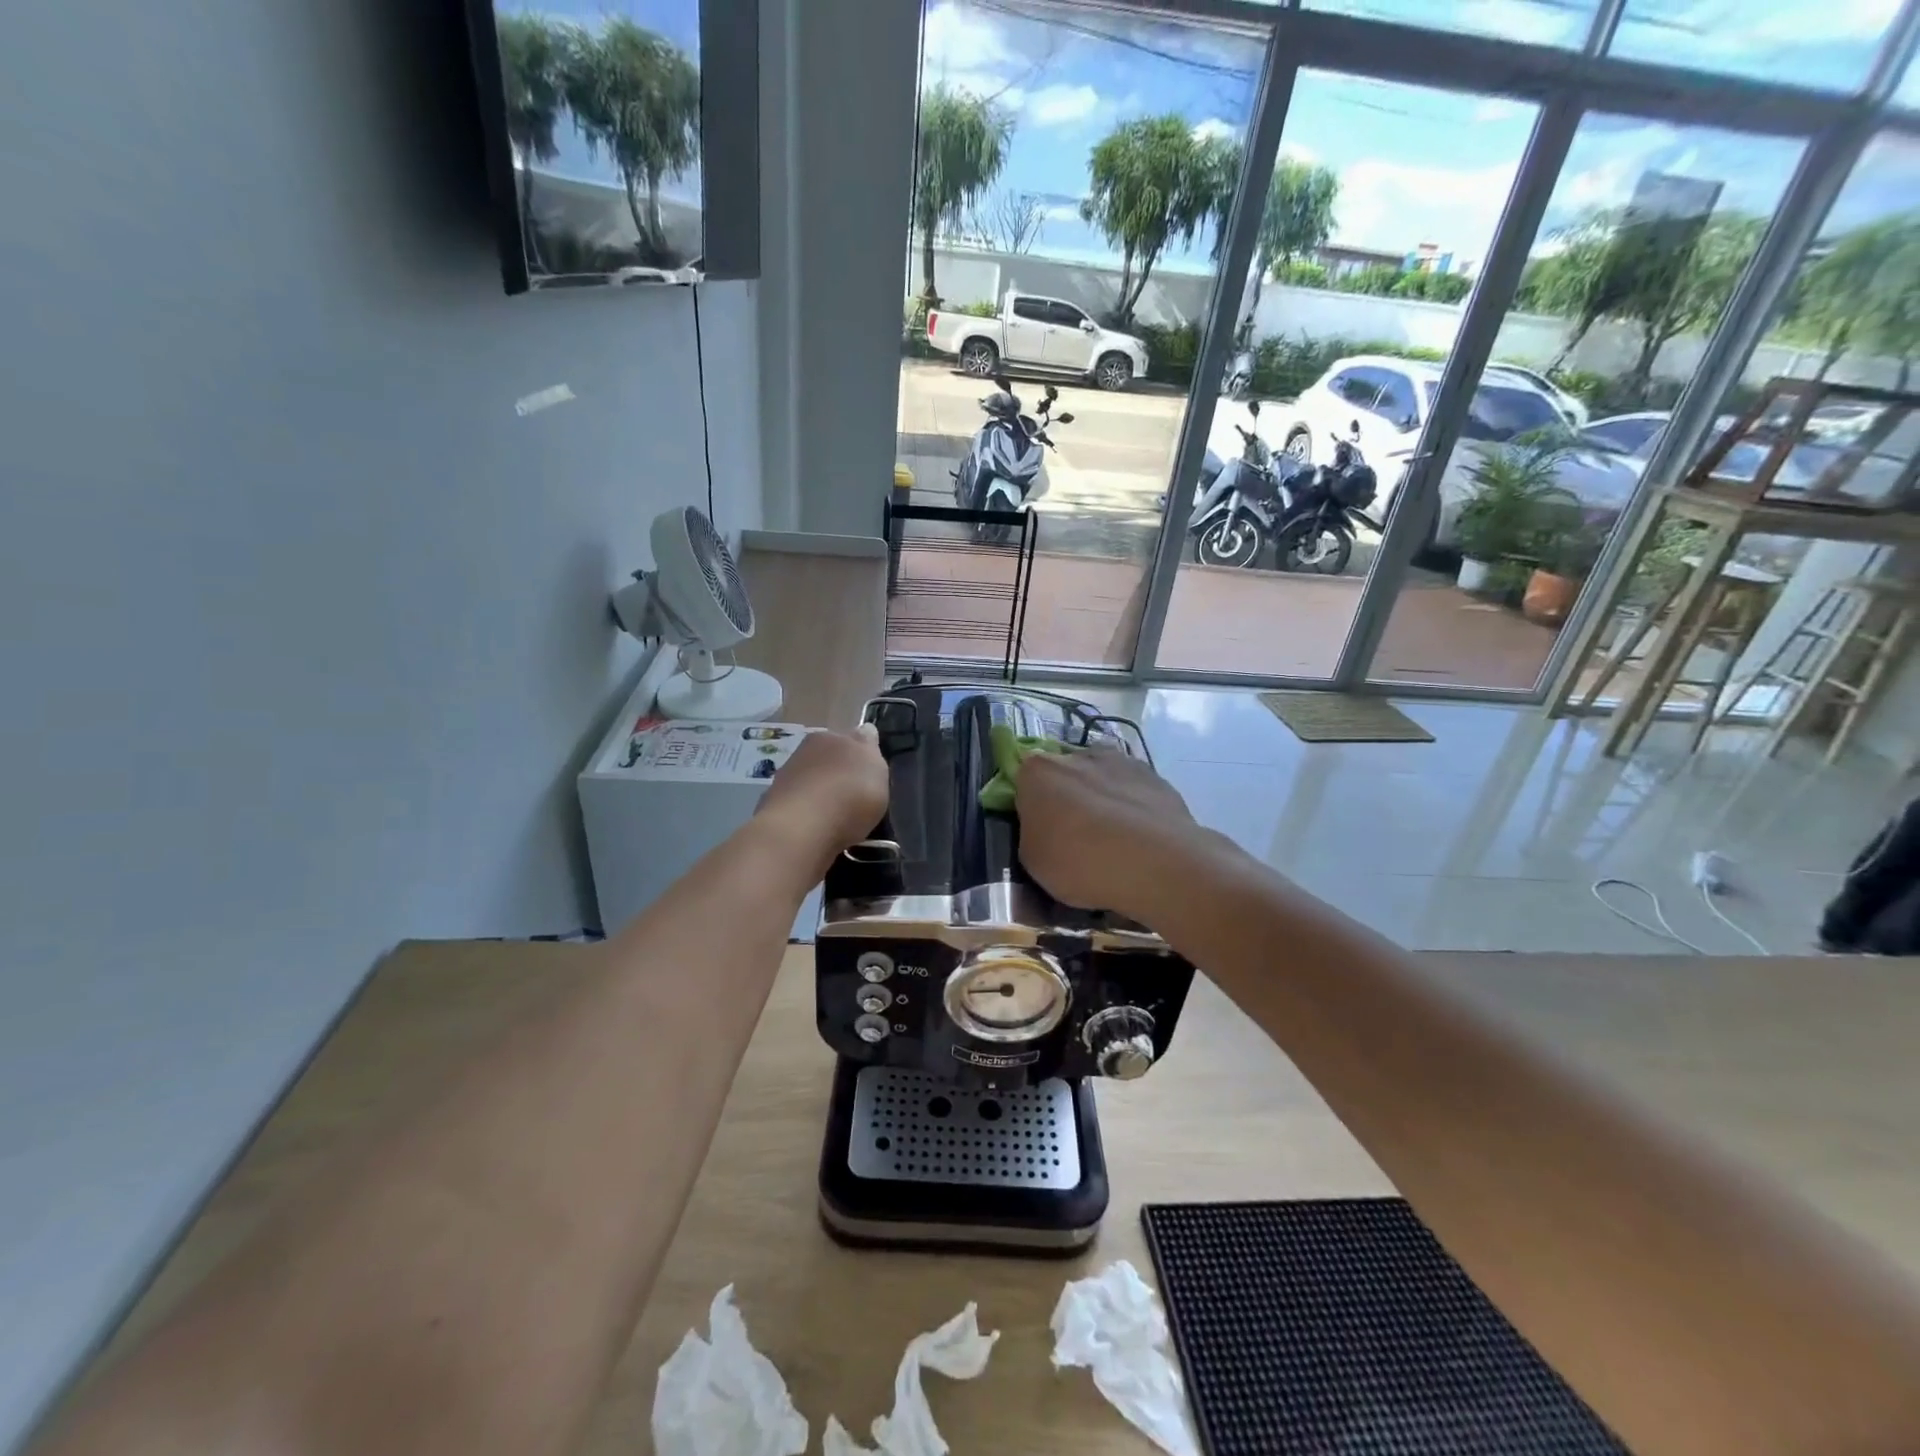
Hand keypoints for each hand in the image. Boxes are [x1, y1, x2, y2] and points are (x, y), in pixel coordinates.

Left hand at [756, 726, 888, 860]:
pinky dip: (808, 815)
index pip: (851, 736)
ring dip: (822, 794)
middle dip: (839, 772)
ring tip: (838, 819)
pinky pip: (799, 807)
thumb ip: (870, 750)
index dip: (862, 751)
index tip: (870, 770)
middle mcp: (804, 751)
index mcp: (830, 736)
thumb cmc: (849, 794)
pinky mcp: (772, 808)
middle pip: (828, 758)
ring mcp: (784, 779)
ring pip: (811, 782)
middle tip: (855, 795)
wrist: (801, 829)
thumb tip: (865, 733)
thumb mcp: (876, 768)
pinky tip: (819, 831)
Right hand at [1015, 748, 1196, 920]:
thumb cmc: (1081, 862)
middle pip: (1064, 775)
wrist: (1157, 864)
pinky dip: (1132, 808)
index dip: (1030, 806)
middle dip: (1067, 799)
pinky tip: (1140, 840)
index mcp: (1038, 771)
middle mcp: (1077, 754)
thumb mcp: (1033, 861)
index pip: (1023, 780)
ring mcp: (1120, 761)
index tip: (1041, 831)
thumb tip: (1044, 826)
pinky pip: (1132, 791)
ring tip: (1114, 841)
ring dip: (1102, 800)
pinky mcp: (1155, 776)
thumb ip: (1032, 833)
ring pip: (1101, 779)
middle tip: (1076, 838)